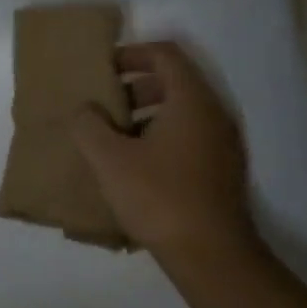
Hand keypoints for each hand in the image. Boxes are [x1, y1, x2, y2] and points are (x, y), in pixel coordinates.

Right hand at [71, 41, 257, 261]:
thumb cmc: (158, 197)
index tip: (103, 69)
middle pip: (174, 83)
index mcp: (191, 102)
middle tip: (102, 107)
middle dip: (134, 88)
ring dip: (143, 116)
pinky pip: (187, 138)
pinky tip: (133, 168)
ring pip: (180, 113)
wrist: (210, 254)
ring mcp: (222, 144)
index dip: (132, 53)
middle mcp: (214, 115)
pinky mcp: (221, 170)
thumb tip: (84, 109)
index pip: (166, 55)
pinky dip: (159, 138)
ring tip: (111, 141)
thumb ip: (89, 126)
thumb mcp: (109, 159)